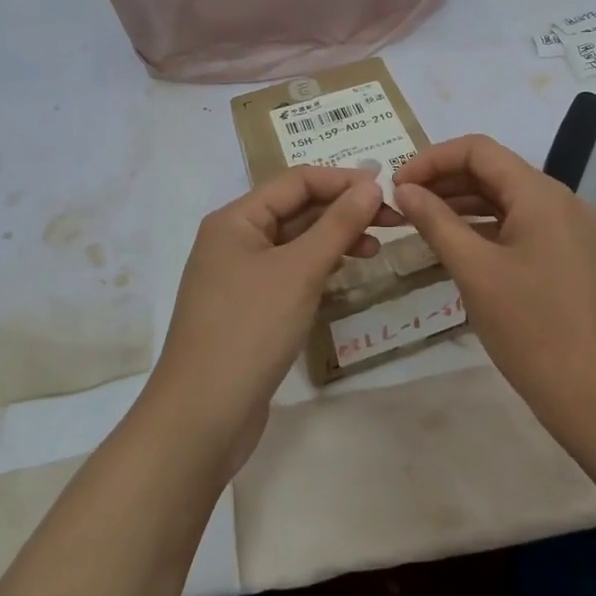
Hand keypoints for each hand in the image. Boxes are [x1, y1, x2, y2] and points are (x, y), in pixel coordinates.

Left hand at [143, 165, 385, 469]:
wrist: (202, 415)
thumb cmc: (250, 330)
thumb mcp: (299, 271)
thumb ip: (337, 224)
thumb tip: (371, 184)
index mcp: (235, 219)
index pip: (296, 181)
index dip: (343, 180)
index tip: (388, 190)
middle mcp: (233, 240)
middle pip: (295, 209)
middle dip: (342, 210)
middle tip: (393, 220)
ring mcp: (238, 276)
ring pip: (294, 242)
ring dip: (334, 239)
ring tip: (375, 250)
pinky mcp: (247, 308)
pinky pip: (289, 272)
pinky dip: (318, 267)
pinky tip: (344, 275)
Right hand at [393, 135, 595, 429]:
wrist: (591, 392)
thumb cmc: (529, 327)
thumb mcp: (473, 270)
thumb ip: (435, 221)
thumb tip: (404, 189)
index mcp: (540, 194)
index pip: (478, 150)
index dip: (432, 159)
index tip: (398, 184)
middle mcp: (559, 199)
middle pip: (493, 170)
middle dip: (444, 180)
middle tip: (402, 202)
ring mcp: (567, 227)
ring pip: (505, 197)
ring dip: (461, 202)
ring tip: (419, 220)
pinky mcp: (567, 252)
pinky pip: (519, 222)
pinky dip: (484, 225)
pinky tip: (454, 242)